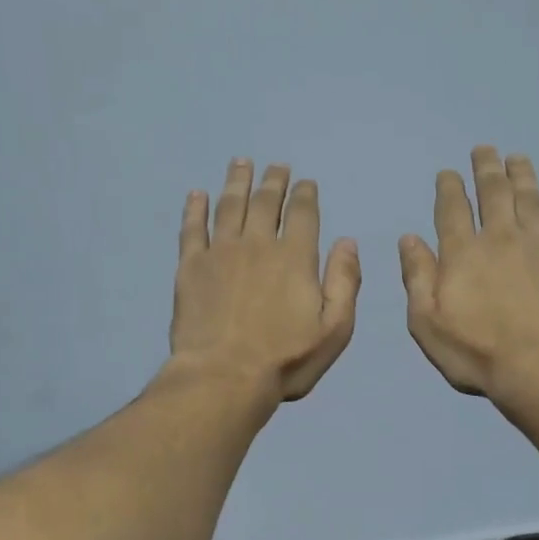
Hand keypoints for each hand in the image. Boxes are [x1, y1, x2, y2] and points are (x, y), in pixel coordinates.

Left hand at [170, 159, 361, 403]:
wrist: (224, 377)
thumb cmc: (285, 360)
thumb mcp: (334, 329)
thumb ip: (345, 282)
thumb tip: (348, 241)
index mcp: (295, 258)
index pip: (303, 214)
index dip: (305, 195)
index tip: (306, 182)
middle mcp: (258, 244)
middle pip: (266, 203)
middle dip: (274, 181)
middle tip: (276, 166)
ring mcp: (220, 252)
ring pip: (229, 206)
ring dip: (237, 181)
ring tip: (241, 163)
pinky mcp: (190, 267)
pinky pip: (192, 228)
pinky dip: (195, 208)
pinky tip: (196, 194)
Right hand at [399, 146, 538, 398]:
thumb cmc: (475, 352)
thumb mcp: (426, 322)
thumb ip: (417, 276)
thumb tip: (409, 238)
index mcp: (462, 253)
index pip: (452, 209)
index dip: (449, 187)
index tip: (448, 173)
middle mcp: (501, 238)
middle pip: (493, 193)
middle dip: (486, 168)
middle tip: (484, 149)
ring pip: (530, 199)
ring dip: (522, 175)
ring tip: (517, 158)